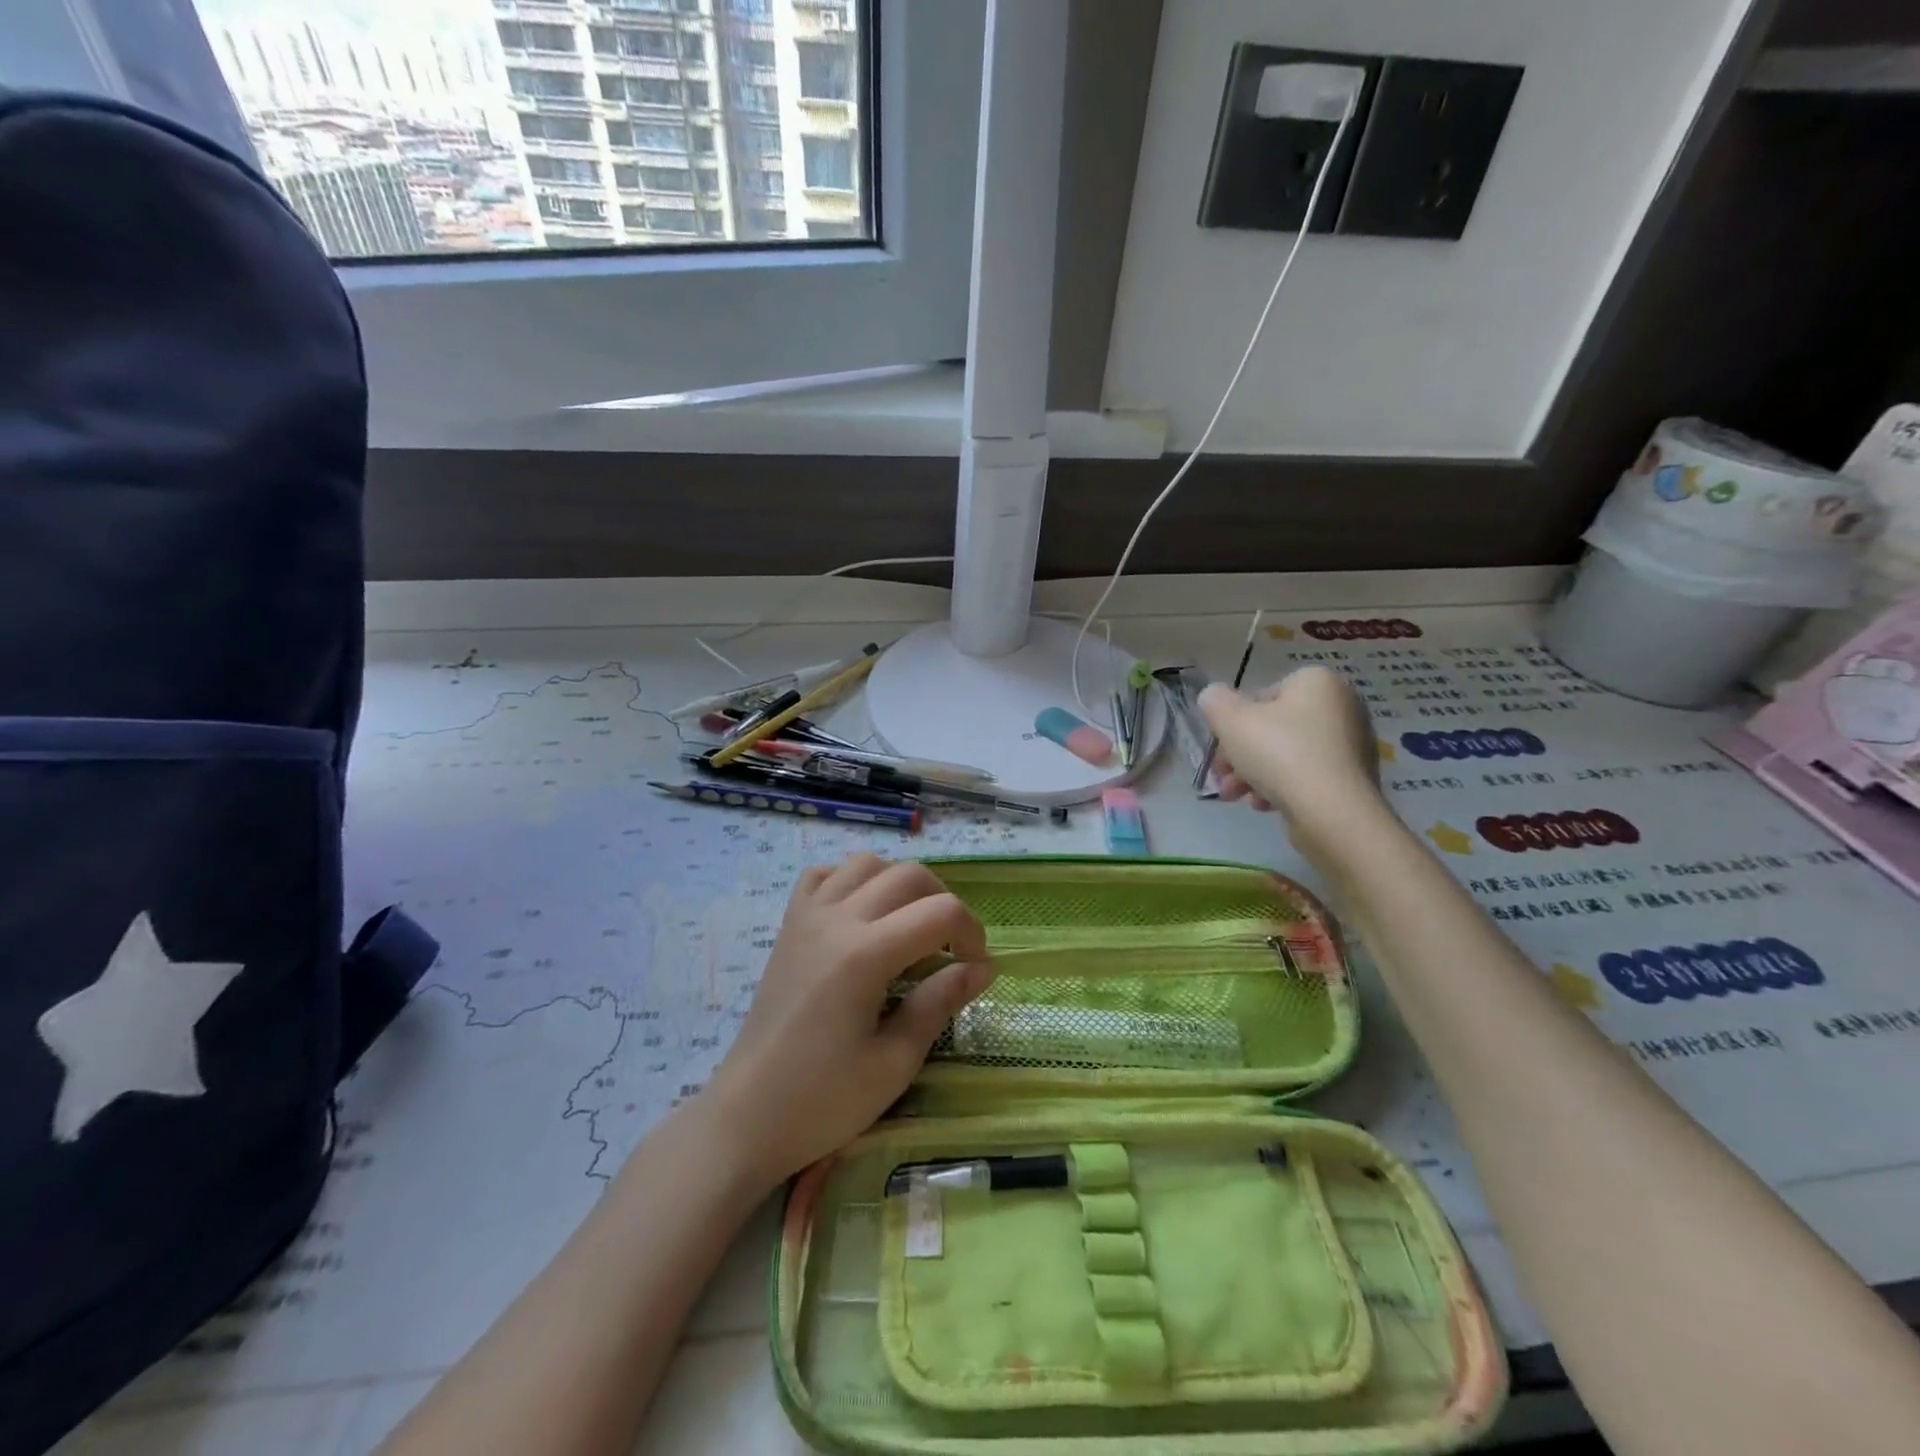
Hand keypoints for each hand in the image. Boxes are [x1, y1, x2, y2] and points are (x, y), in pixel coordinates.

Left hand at [702, 854, 993, 1188]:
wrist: (747, 1115)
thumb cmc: (824, 1100)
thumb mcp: (895, 1062)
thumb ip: (940, 1003)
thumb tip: (982, 968)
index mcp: (865, 954)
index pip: (941, 912)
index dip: (972, 933)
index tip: (976, 969)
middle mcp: (836, 919)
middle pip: (910, 875)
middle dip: (944, 903)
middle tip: (950, 949)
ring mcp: (807, 916)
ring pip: (867, 864)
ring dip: (900, 884)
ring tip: (909, 926)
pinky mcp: (789, 925)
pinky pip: (823, 875)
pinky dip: (851, 881)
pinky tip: (861, 915)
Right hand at [1200, 666, 1387, 855]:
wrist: (1331, 812)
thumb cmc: (1280, 754)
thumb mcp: (1230, 720)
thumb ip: (1214, 701)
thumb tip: (1214, 697)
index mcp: (1317, 682)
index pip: (1262, 696)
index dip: (1234, 723)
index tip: (1221, 747)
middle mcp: (1342, 706)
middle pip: (1273, 728)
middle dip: (1240, 755)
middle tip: (1222, 777)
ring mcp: (1352, 744)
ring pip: (1286, 755)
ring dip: (1254, 774)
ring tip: (1235, 796)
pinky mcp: (1353, 778)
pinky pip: (1307, 776)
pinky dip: (1282, 787)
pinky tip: (1264, 805)